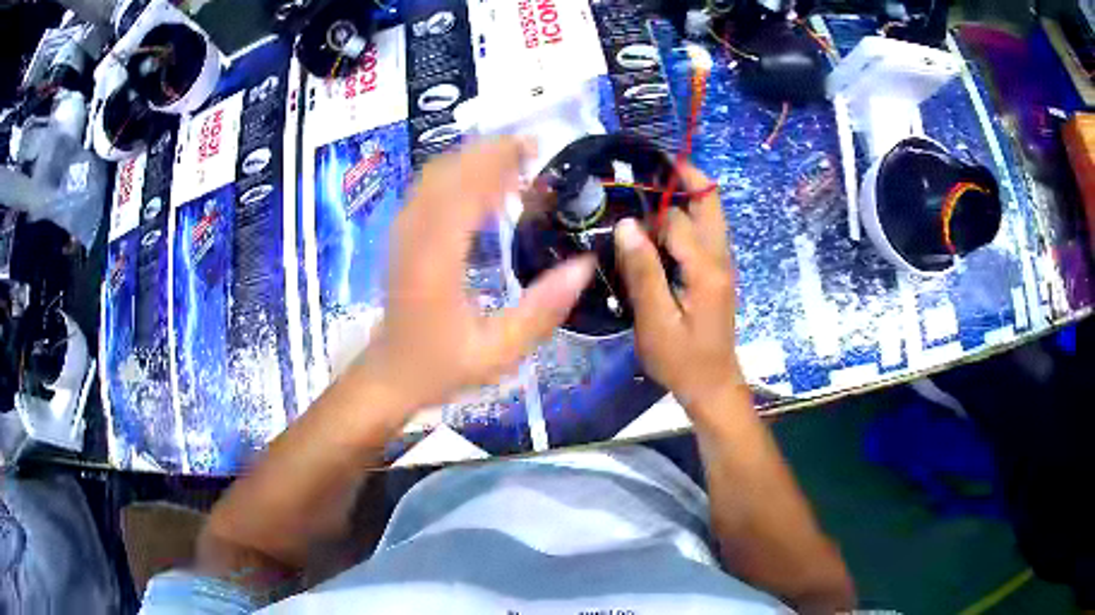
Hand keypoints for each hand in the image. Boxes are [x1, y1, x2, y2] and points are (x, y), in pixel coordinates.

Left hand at [354, 137, 594, 414]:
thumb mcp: (498, 352)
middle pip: (448, 171)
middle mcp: (414, 235)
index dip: (498, 162)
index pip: (465, 190)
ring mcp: (403, 231)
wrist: (390, 373)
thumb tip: (584, 266)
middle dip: (489, 151)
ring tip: (513, 159)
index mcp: (437, 260)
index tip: (534, 148)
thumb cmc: (442, 364)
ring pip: (435, 174)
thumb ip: (541, 311)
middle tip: (531, 148)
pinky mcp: (402, 234)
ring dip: (472, 158)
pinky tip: (483, 182)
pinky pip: (428, 188)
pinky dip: (457, 173)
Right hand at [614, 164, 742, 406]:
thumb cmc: (682, 360)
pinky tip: (660, 224)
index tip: (624, 196)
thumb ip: (643, 271)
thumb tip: (627, 224)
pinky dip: (687, 216)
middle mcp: (720, 258)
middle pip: (710, 203)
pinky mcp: (717, 273)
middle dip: (685, 178)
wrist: (712, 385)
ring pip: (710, 215)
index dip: (651, 210)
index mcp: (707, 268)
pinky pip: (705, 232)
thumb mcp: (655, 321)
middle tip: (649, 166)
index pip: (678, 219)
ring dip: (686, 195)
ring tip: (650, 187)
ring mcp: (722, 265)